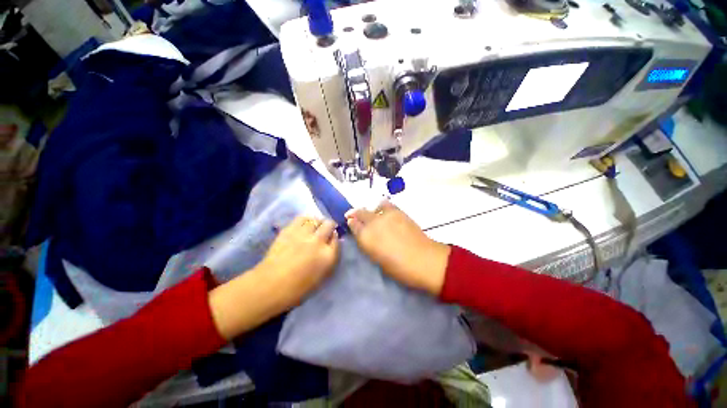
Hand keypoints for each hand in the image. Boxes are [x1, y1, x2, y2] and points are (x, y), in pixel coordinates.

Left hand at [209, 216, 338, 339]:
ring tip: (315, 226)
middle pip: (329, 225)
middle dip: (330, 226)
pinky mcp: (290, 230)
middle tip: (326, 230)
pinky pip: (302, 218)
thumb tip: (331, 246)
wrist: (270, 285)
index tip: (332, 239)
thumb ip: (329, 260)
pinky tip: (305, 224)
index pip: (337, 239)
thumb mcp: (321, 277)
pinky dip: (306, 220)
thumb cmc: (297, 288)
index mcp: (328, 256)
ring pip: (316, 219)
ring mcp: (303, 234)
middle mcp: (318, 241)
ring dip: (318, 222)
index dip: (335, 238)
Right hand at [346, 201, 449, 295]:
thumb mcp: (377, 258)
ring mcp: (387, 215)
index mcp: (366, 237)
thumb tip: (363, 233)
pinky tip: (384, 213)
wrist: (423, 260)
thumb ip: (367, 243)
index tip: (350, 222)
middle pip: (360, 212)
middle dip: (356, 213)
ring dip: (370, 210)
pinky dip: (382, 207)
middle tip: (355, 216)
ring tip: (373, 215)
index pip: (353, 224)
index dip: (351, 222)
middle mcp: (374, 222)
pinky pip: (386, 205)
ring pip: (373, 206)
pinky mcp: (398, 211)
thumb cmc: (398, 267)